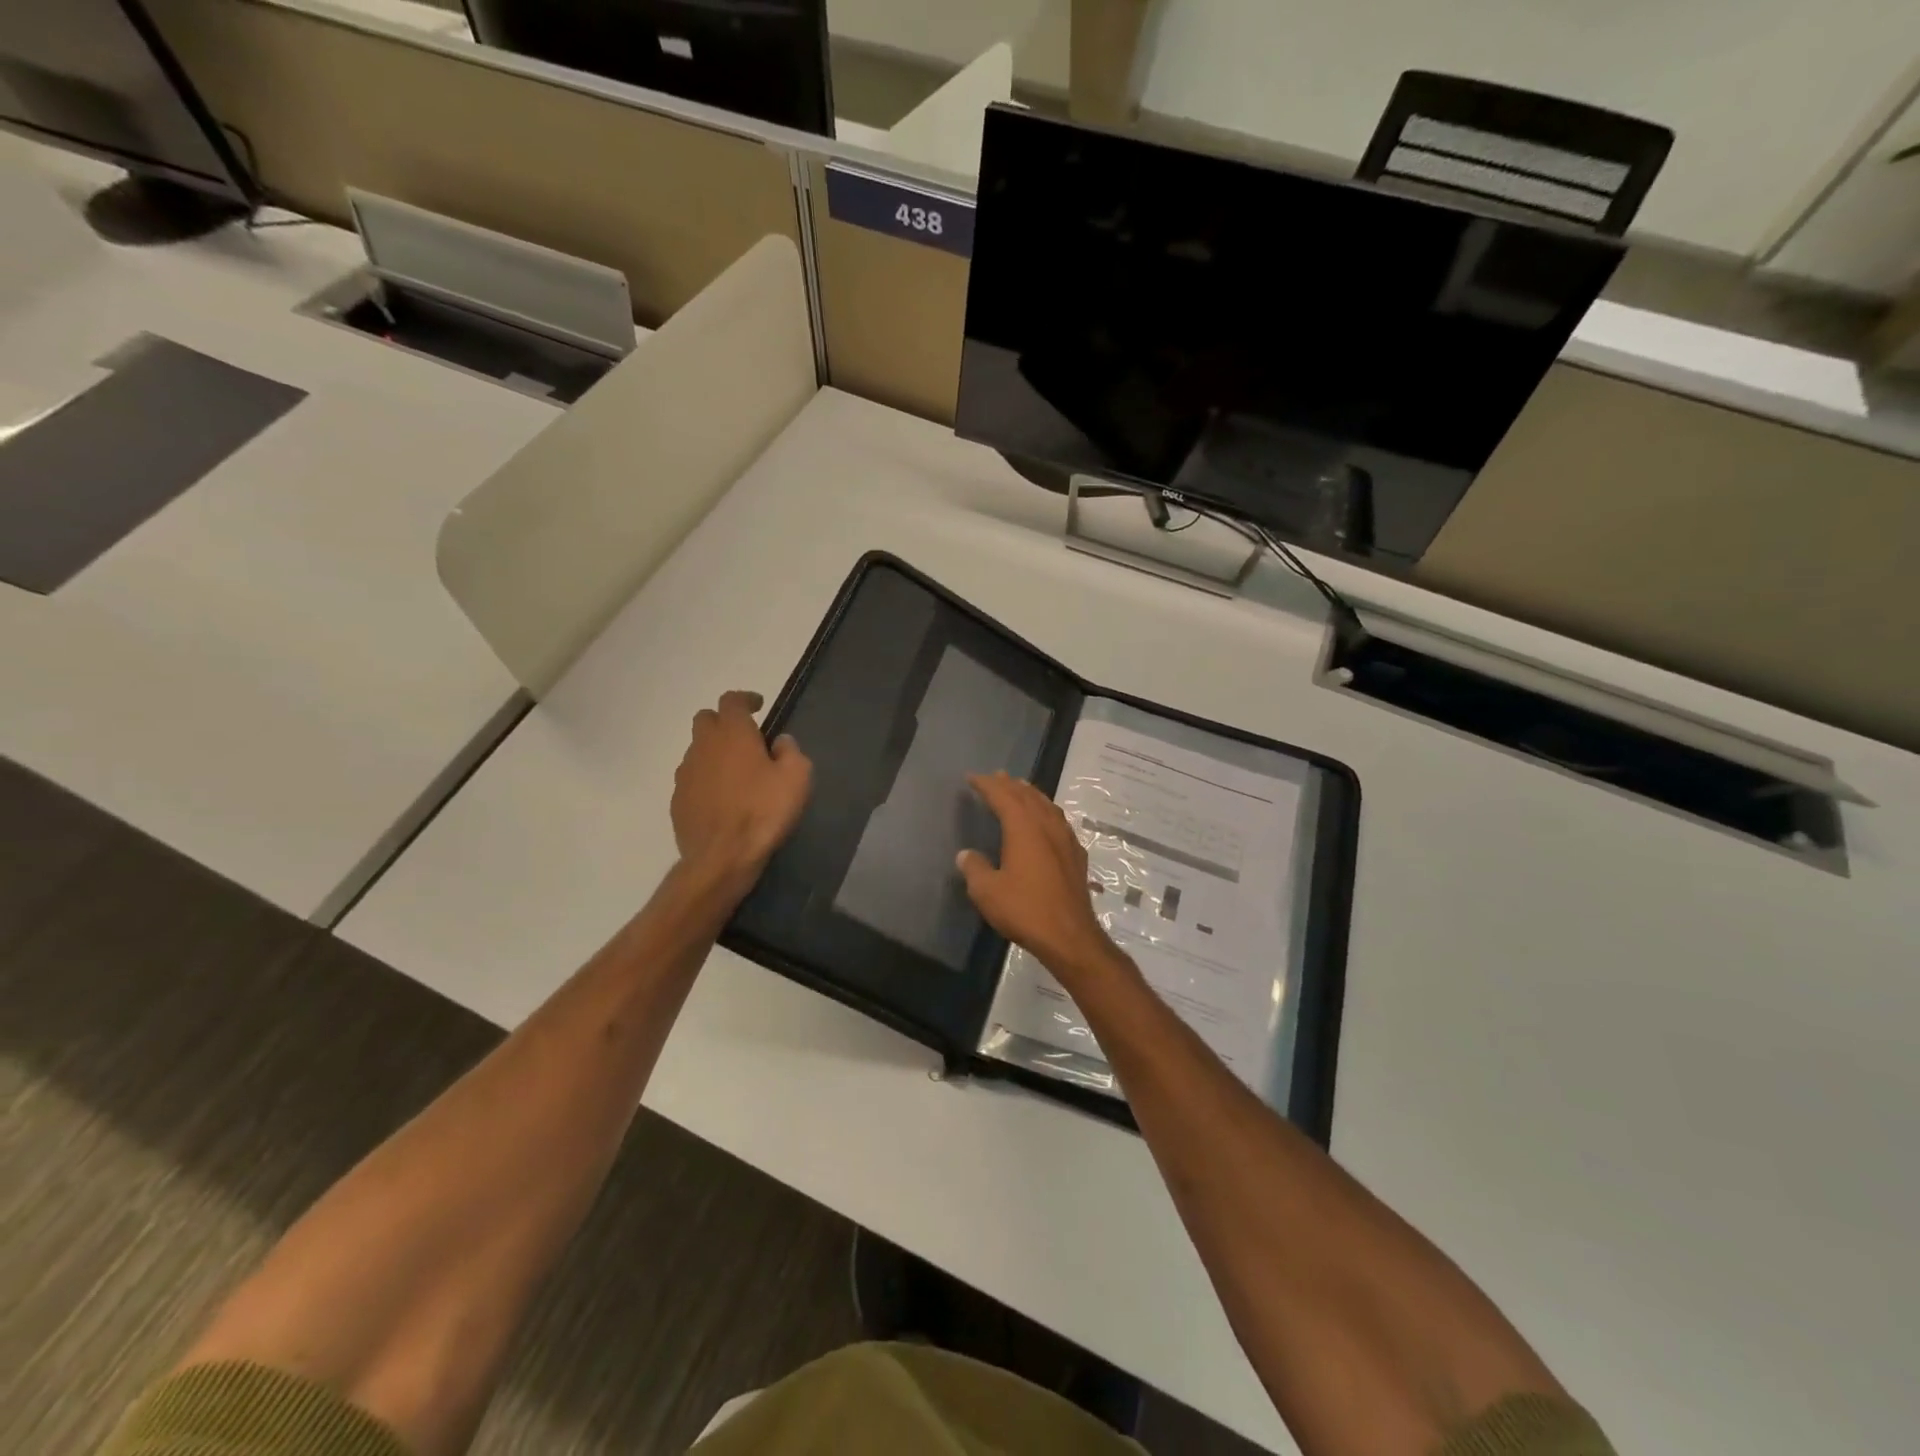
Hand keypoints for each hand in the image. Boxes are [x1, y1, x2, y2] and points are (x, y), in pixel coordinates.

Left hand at [672, 691, 811, 880]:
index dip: (745, 699)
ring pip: (697, 750)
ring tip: (736, 774)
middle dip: (724, 722)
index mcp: (732, 734)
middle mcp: (703, 746)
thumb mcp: (797, 778)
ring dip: (714, 753)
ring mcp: (685, 773)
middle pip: (706, 720)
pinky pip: (692, 778)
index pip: (731, 700)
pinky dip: (706, 779)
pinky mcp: (677, 799)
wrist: (722, 857)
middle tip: (746, 739)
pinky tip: (722, 799)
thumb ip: (791, 751)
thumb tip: (780, 742)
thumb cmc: (763, 812)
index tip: (758, 707)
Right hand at [957, 771, 1122, 978]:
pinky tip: (1046, 820)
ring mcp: (1066, 839)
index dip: (987, 784)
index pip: (1003, 796)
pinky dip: (1047, 811)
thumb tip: (966, 855)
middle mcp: (1047, 825)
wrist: (1070, 935)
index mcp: (1024, 827)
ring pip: (1047, 805)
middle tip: (996, 776)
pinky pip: (1059, 821)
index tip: (972, 777)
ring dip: (1031, 794)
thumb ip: (975, 868)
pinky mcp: (1076, 855)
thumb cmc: (1025, 910)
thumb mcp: (987, 891)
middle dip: (1010, 784)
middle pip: (1027, 796)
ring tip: (1020, 789)